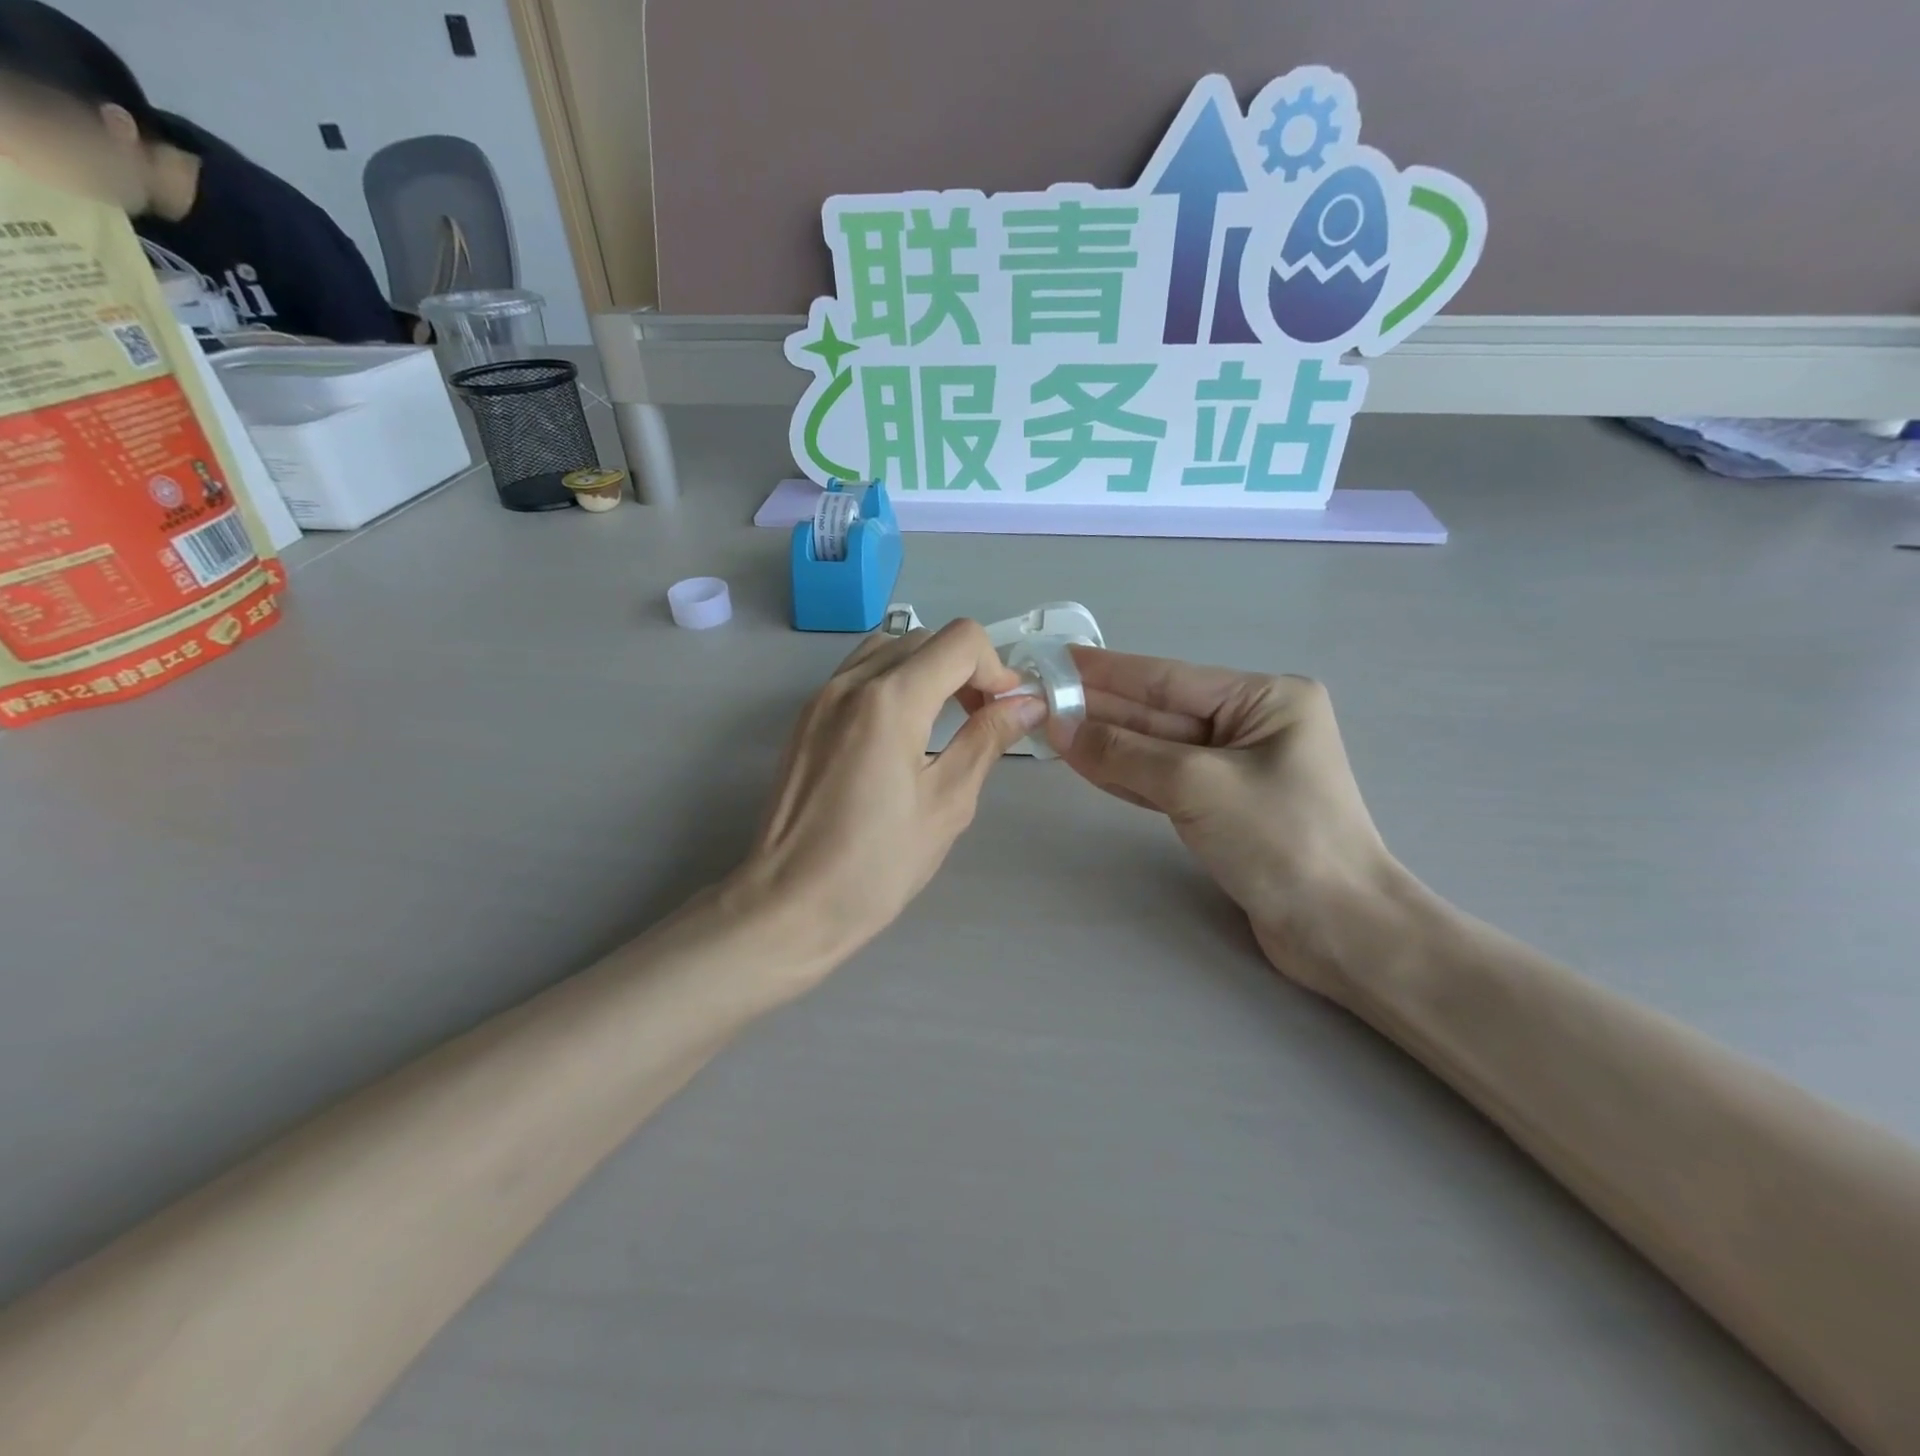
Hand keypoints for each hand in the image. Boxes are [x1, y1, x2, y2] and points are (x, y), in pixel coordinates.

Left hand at [729, 620, 1045, 970]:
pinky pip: (859, 673)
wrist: (790, 904)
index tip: (1005, 710)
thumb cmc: (877, 865)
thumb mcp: (948, 803)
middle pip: (926, 638)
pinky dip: (893, 682)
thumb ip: (987, 740)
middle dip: (965, 668)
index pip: (961, 641)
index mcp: (890, 700)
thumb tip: (1027, 704)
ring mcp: (821, 696)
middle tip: (981, 719)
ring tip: (941, 721)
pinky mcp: (806, 717)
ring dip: (927, 670)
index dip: (996, 668)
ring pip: (889, 648)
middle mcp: (851, 682)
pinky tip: (901, 733)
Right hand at [1053, 649, 1398, 999]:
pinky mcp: (1224, 808)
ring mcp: (1237, 770)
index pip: (1168, 679)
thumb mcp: (1196, 785)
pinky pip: (1165, 781)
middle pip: (1159, 713)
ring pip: (1157, 749)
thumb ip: (1124, 752)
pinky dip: (1126, 775)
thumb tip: (1059, 726)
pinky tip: (1085, 762)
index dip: (1108, 671)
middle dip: (1101, 708)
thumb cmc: (1280, 839)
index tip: (1058, 659)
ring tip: (1051, 726)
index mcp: (1265, 699)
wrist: (1340, 930)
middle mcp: (1252, 726)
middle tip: (1041, 698)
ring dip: (1106, 742)